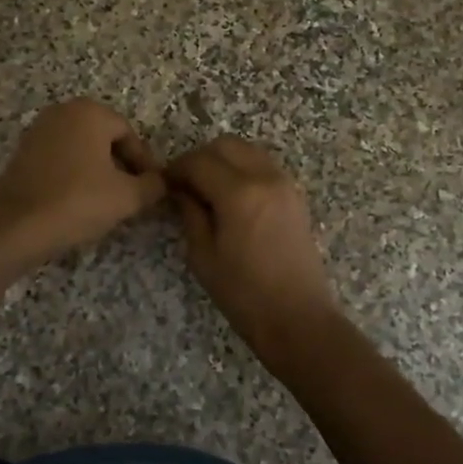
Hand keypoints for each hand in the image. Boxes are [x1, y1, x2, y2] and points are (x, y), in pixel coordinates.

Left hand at [0, 100, 165, 266]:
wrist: (14, 227)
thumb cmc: (77, 202)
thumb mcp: (127, 197)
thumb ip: (153, 186)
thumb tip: (163, 182)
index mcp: (89, 112)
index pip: (129, 134)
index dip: (144, 163)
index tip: (151, 189)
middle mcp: (62, 112)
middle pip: (104, 138)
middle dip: (121, 166)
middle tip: (131, 195)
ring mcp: (38, 131)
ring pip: (81, 149)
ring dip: (98, 171)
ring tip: (106, 202)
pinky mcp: (22, 153)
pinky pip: (60, 159)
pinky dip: (73, 176)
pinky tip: (77, 202)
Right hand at [166, 136, 343, 359]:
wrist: (297, 318)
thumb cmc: (243, 293)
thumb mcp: (203, 255)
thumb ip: (190, 214)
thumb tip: (181, 190)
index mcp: (239, 193)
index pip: (199, 161)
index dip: (176, 169)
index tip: (164, 184)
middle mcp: (265, 177)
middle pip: (226, 145)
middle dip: (200, 158)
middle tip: (185, 184)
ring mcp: (285, 184)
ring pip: (247, 151)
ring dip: (224, 160)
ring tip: (208, 189)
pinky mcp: (295, 196)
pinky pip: (263, 166)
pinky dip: (243, 169)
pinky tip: (232, 197)